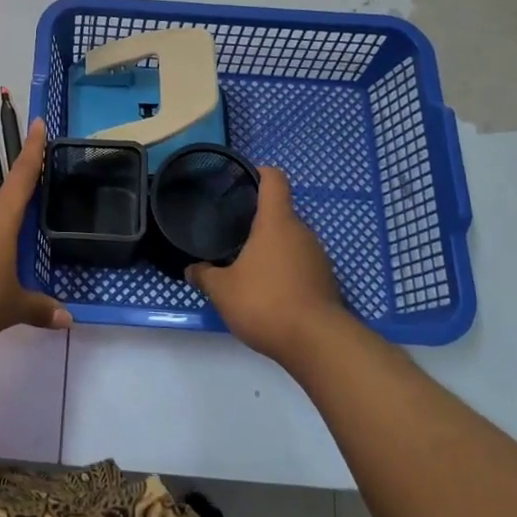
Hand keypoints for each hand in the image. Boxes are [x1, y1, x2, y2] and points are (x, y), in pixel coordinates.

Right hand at [187, 165, 351, 366]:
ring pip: (291, 240)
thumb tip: (191, 269)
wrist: (318, 343)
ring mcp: (318, 256)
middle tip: (232, 233)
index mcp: (276, 222)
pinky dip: (285, 270)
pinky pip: (300, 264)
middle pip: (280, 212)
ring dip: (271, 248)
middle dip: (257, 220)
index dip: (259, 173)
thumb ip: (204, 275)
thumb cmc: (266, 302)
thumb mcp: (223, 290)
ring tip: (247, 265)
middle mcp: (301, 232)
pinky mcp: (326, 281)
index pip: (274, 179)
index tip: (241, 182)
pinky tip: (268, 291)